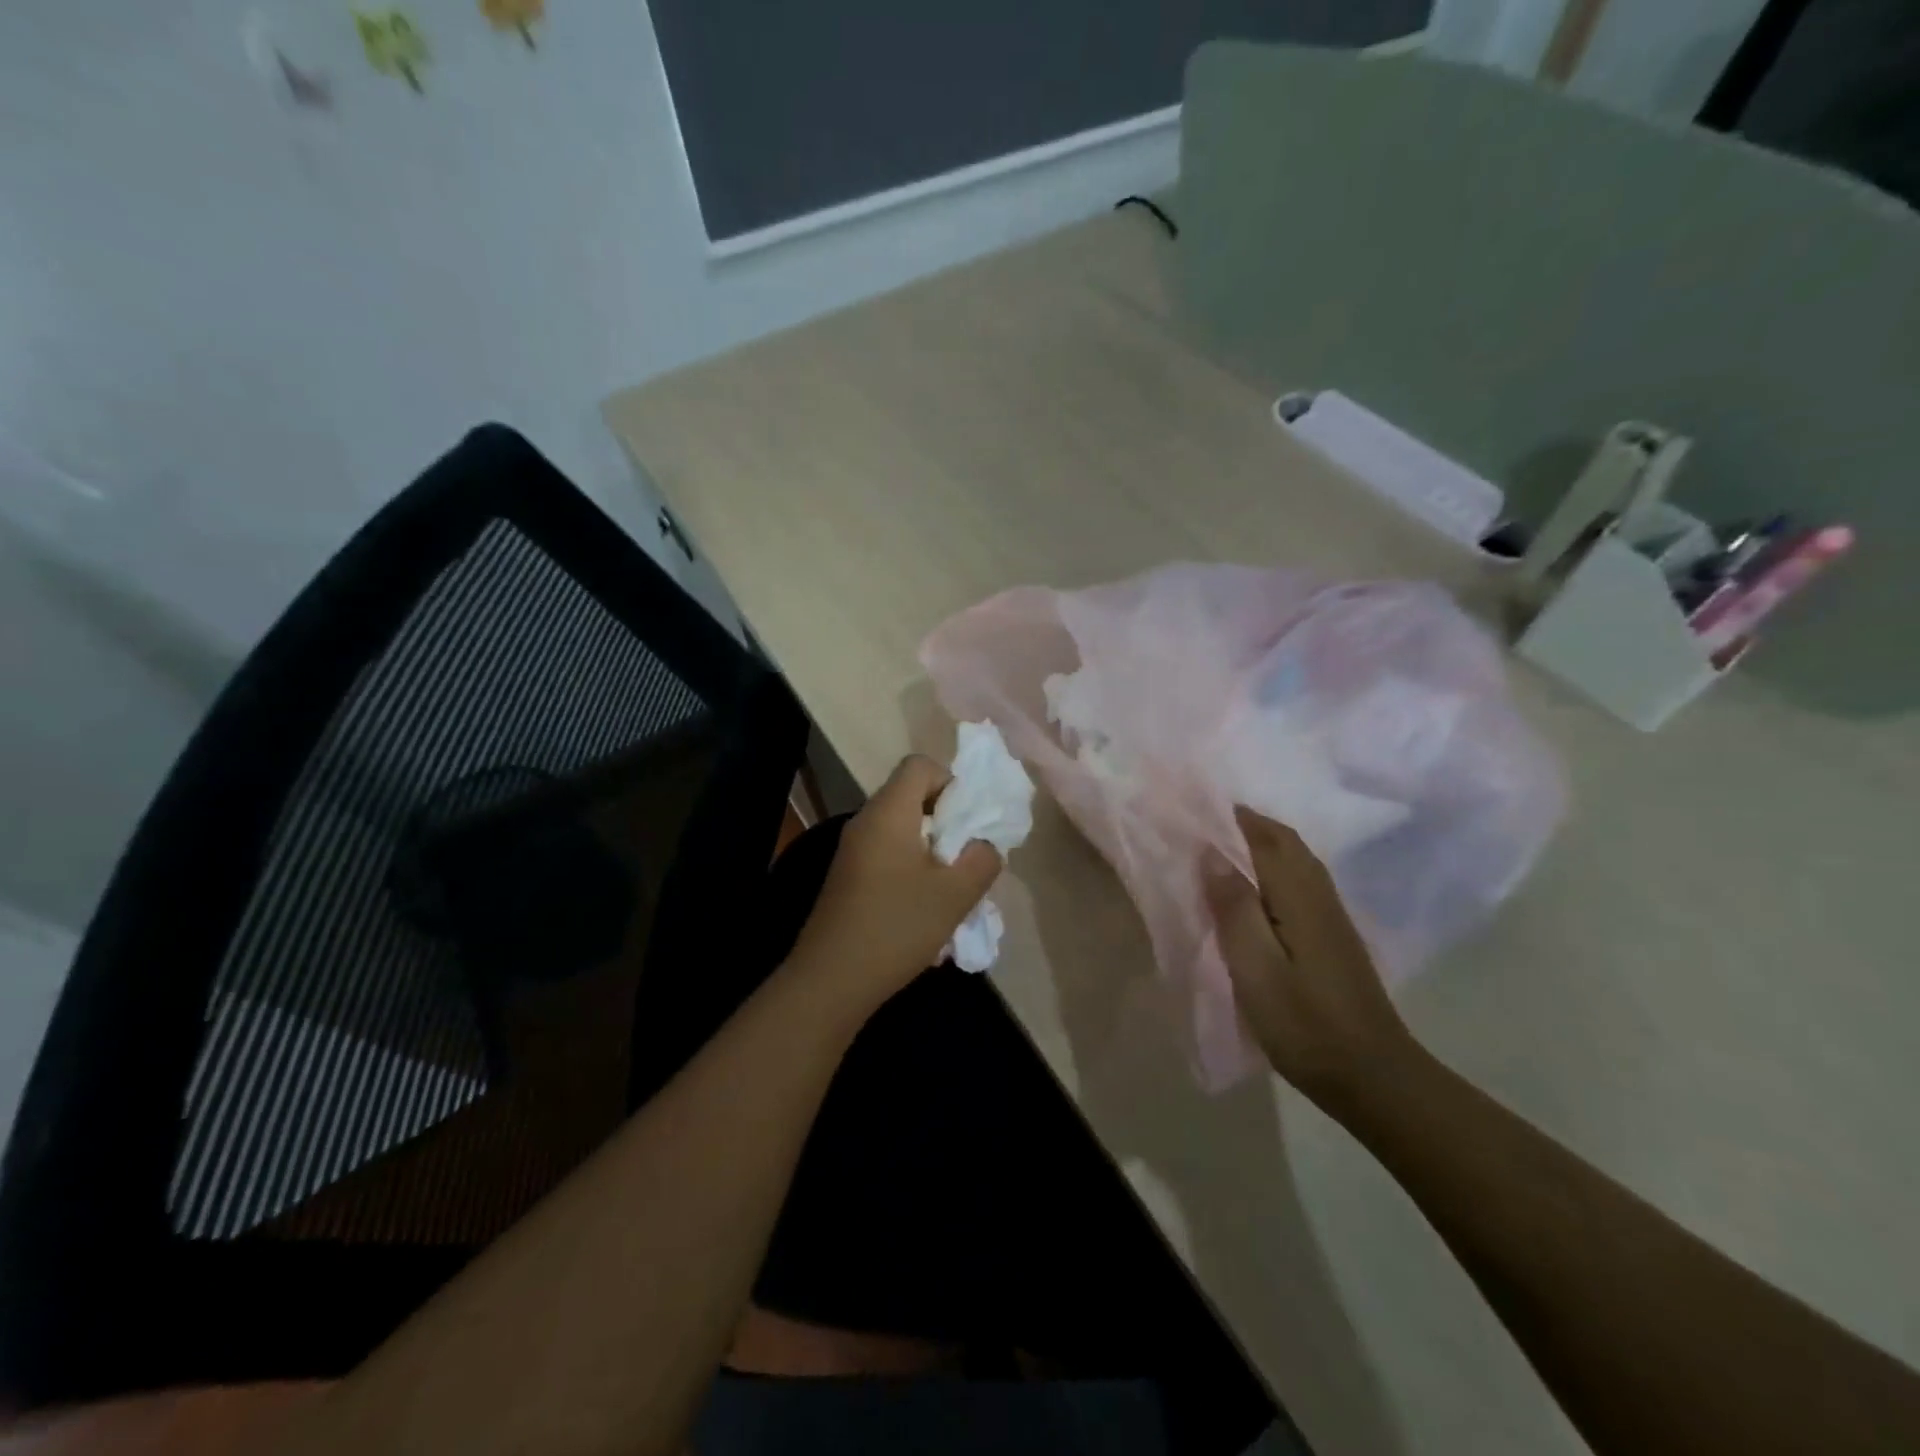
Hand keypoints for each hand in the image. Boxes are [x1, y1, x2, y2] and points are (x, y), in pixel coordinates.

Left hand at [787, 755, 1002, 1007]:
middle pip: (911, 795)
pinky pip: (888, 853)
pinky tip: (924, 907)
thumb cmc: (896, 927)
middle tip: (966, 856)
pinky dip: (912, 867)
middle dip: (947, 820)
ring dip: (932, 848)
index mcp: (888, 812)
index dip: (950, 782)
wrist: (831, 980)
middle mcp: (866, 822)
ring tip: (951, 885)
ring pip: (902, 828)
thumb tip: (984, 845)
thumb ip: (982, 859)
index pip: (919, 765)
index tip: (968, 821)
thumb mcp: (955, 894)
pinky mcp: (849, 877)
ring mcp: (853, 851)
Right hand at [1206, 805, 1416, 1111]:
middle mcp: (1320, 897)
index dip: (1236, 818)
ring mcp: (1333, 918)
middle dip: (1251, 825)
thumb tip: (1211, 852)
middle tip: (1208, 820)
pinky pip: (1302, 883)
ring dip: (1264, 844)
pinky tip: (1258, 888)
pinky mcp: (1335, 939)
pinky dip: (1276, 868)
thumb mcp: (1256, 968)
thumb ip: (1234, 908)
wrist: (1373, 1077)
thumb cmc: (1305, 1023)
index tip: (1200, 803)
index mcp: (1299, 898)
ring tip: (1225, 846)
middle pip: (1287, 844)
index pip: (1267, 839)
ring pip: (1298, 862)